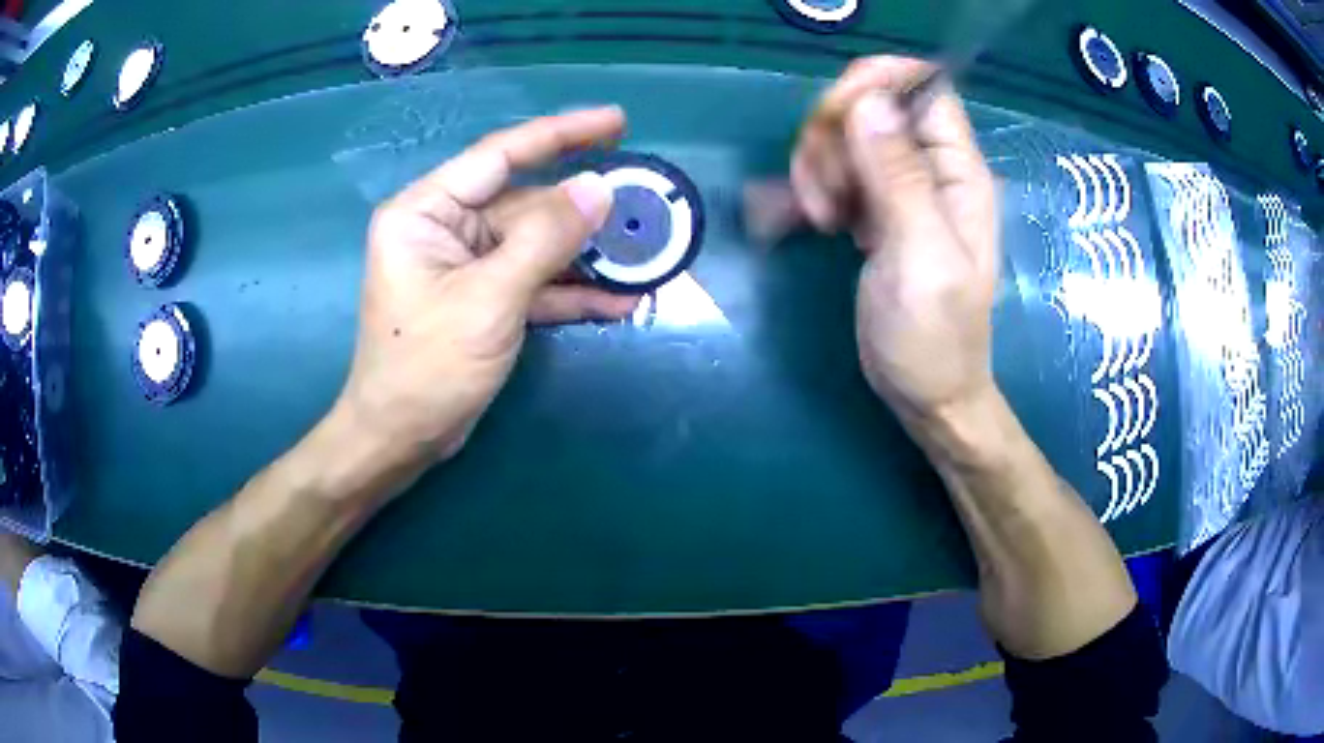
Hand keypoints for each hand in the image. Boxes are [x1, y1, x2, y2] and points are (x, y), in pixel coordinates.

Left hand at [338, 108, 639, 468]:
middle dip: (584, 210)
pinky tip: (620, 300)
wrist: (400, 440)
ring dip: (587, 255)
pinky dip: (572, 292)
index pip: (500, 155)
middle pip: (526, 203)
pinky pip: (535, 282)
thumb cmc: (427, 367)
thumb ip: (545, 239)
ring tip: (644, 254)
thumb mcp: (489, 299)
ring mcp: (467, 266)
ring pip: (537, 244)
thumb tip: (599, 187)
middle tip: (644, 201)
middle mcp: (446, 228)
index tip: (616, 122)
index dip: (561, 134)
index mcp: (427, 211)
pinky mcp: (485, 299)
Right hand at [791, 57, 999, 421]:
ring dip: (816, 168)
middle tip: (828, 198)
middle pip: (869, 106)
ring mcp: (900, 189)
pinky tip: (806, 224)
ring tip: (821, 220)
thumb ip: (899, 178)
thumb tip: (868, 101)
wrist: (928, 394)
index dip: (872, 86)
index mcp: (957, 172)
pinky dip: (809, 189)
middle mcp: (931, 169)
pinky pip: (833, 172)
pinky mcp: (874, 211)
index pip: (920, 86)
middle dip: (833, 138)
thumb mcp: (922, 259)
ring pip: (844, 137)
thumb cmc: (934, 337)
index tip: (834, 123)